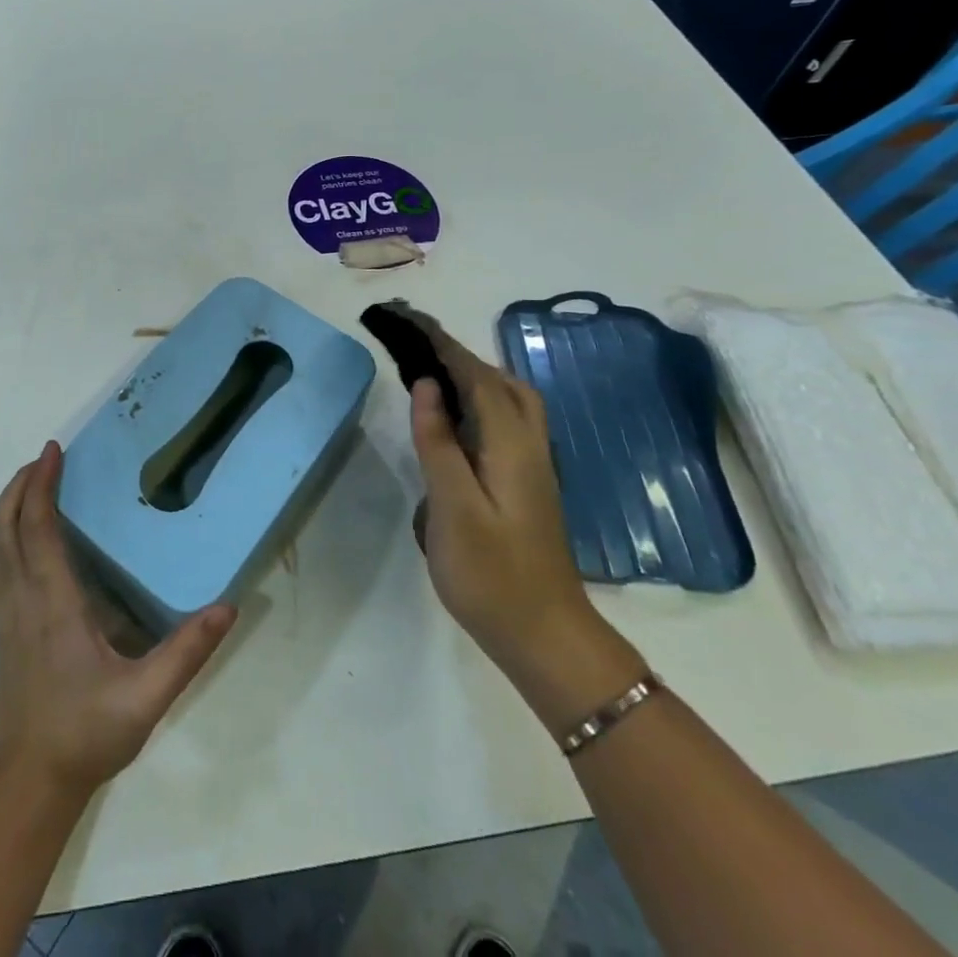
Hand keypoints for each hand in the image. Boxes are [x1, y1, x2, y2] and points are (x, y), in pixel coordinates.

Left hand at [0, 441, 236, 797]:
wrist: (31, 780)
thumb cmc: (87, 733)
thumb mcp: (147, 697)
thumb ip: (187, 652)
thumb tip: (227, 607)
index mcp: (53, 602)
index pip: (38, 527)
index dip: (41, 484)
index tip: (53, 451)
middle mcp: (21, 598)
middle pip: (5, 526)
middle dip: (20, 485)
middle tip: (43, 459)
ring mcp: (3, 615)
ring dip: (2, 509)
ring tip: (26, 487)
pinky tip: (5, 544)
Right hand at [402, 311, 615, 685]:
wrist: (547, 637)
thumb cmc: (493, 575)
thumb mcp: (454, 509)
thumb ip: (439, 443)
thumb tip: (428, 386)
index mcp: (511, 446)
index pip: (477, 377)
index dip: (443, 345)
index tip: (410, 320)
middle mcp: (529, 446)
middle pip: (501, 381)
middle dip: (460, 354)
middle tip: (417, 344)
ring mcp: (533, 466)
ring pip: (510, 400)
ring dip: (474, 374)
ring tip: (432, 369)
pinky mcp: (529, 483)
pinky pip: (506, 421)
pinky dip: (481, 399)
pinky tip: (458, 416)